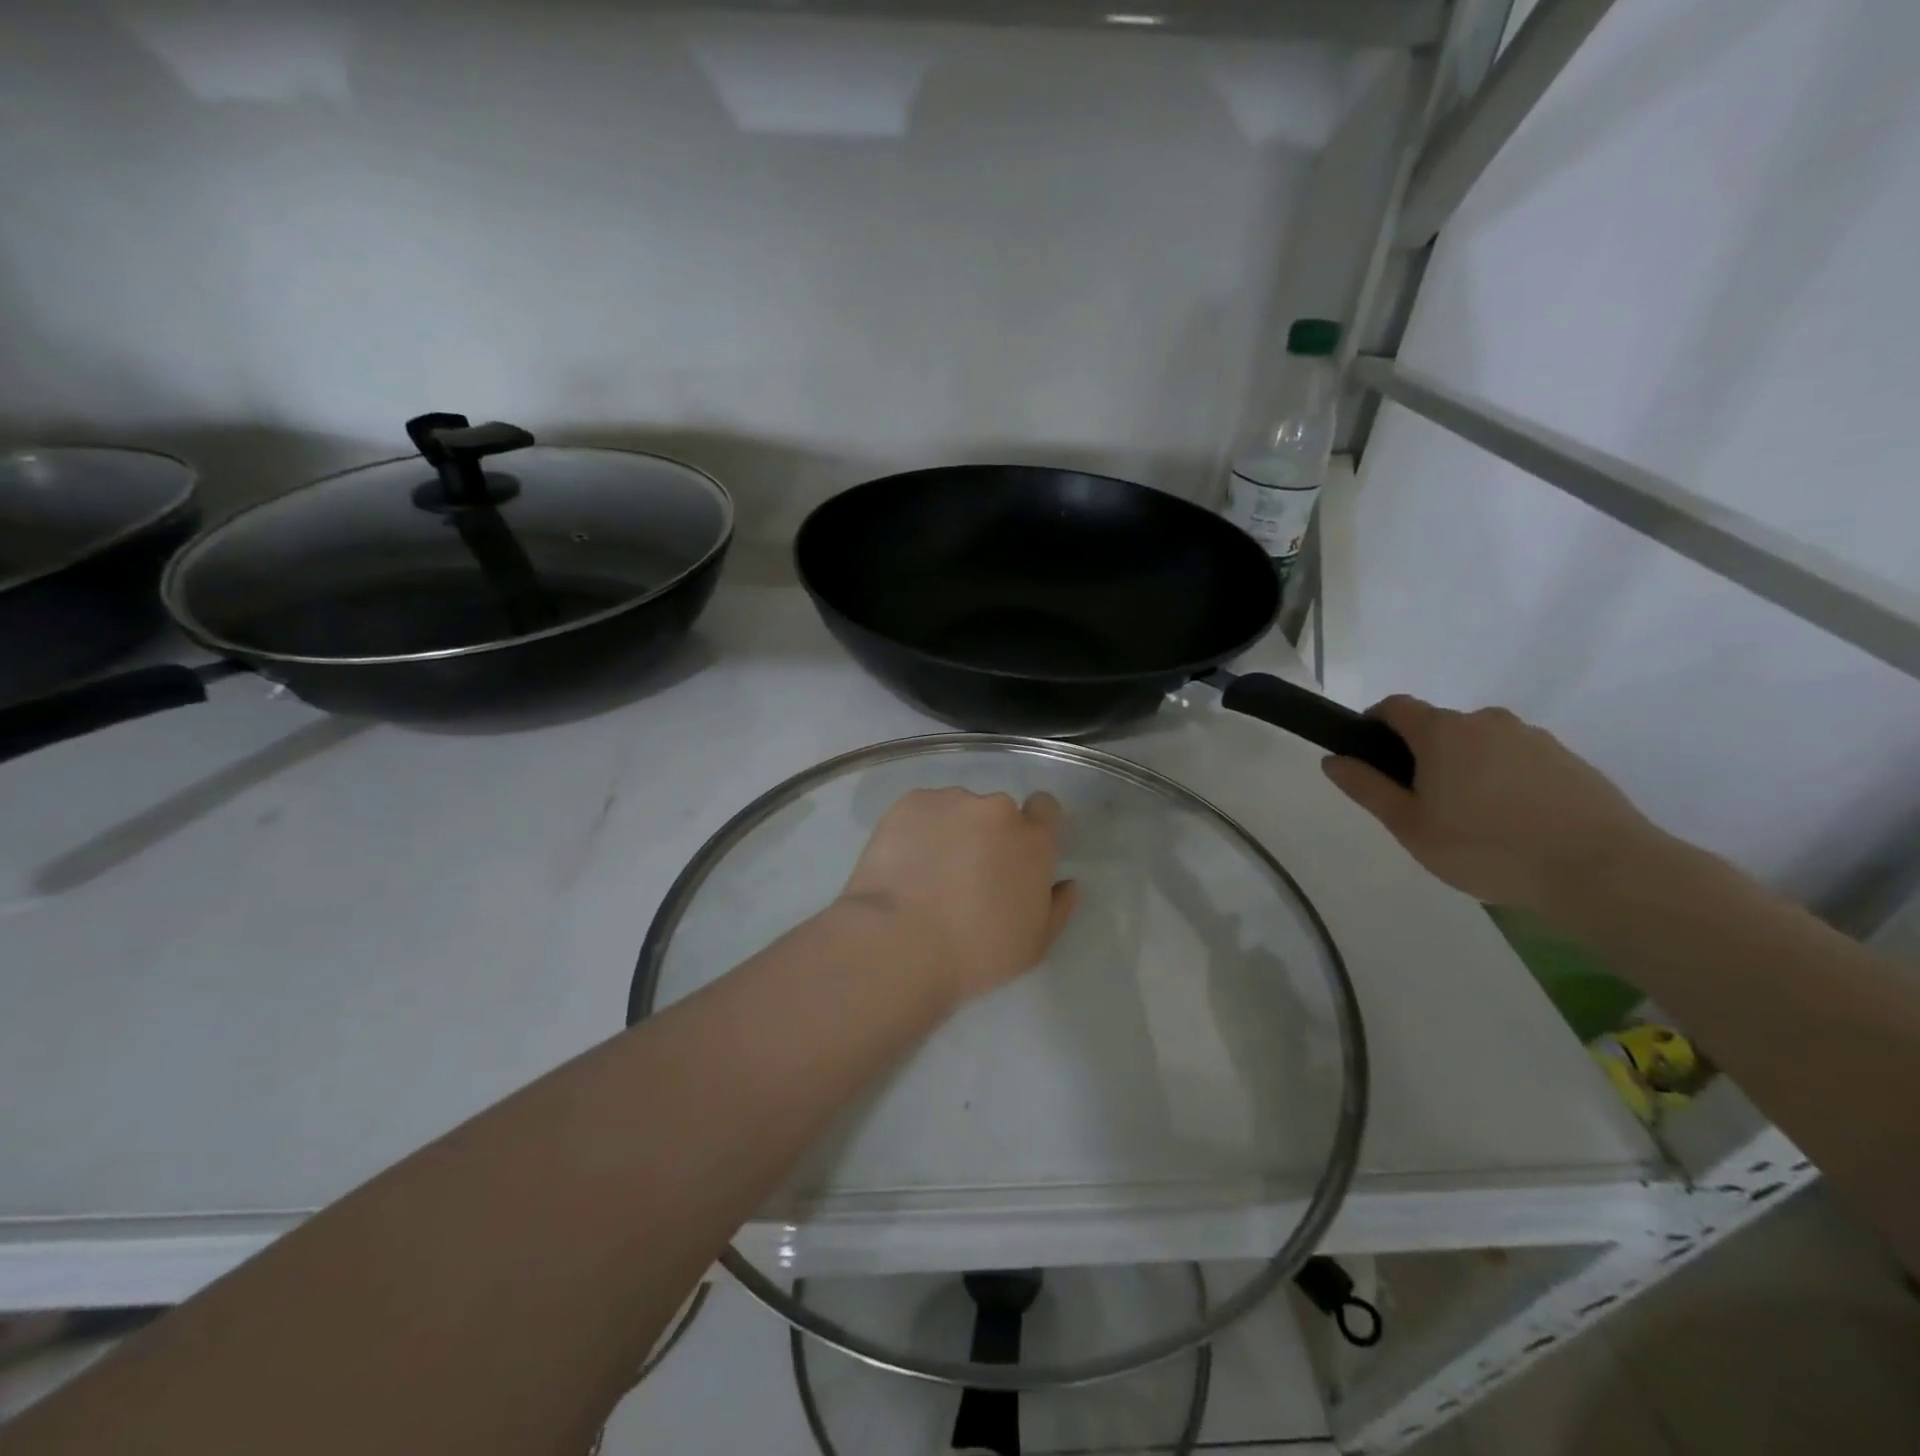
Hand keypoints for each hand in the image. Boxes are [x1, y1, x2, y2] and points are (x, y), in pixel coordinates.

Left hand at [837, 788, 1078, 1004]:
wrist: (899, 944)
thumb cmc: (975, 954)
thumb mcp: (1033, 945)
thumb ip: (1057, 907)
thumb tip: (1066, 883)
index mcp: (1033, 840)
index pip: (1045, 808)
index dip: (1033, 824)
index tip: (1015, 851)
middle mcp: (996, 810)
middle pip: (997, 813)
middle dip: (987, 835)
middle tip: (965, 873)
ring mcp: (950, 801)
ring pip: (957, 810)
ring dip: (950, 830)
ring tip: (926, 871)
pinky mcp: (909, 803)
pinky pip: (922, 811)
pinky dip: (917, 830)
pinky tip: (903, 862)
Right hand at [1321, 696, 1660, 911]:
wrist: (1603, 870)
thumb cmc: (1487, 847)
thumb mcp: (1410, 825)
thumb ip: (1367, 788)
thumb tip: (1333, 759)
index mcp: (1443, 732)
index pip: (1396, 707)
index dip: (1374, 724)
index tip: (1370, 757)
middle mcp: (1487, 722)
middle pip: (1439, 727)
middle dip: (1422, 756)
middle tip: (1422, 806)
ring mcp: (1534, 739)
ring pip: (1480, 745)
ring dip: (1465, 769)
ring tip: (1472, 822)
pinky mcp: (1569, 761)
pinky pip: (1518, 761)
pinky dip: (1504, 782)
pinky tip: (1513, 825)